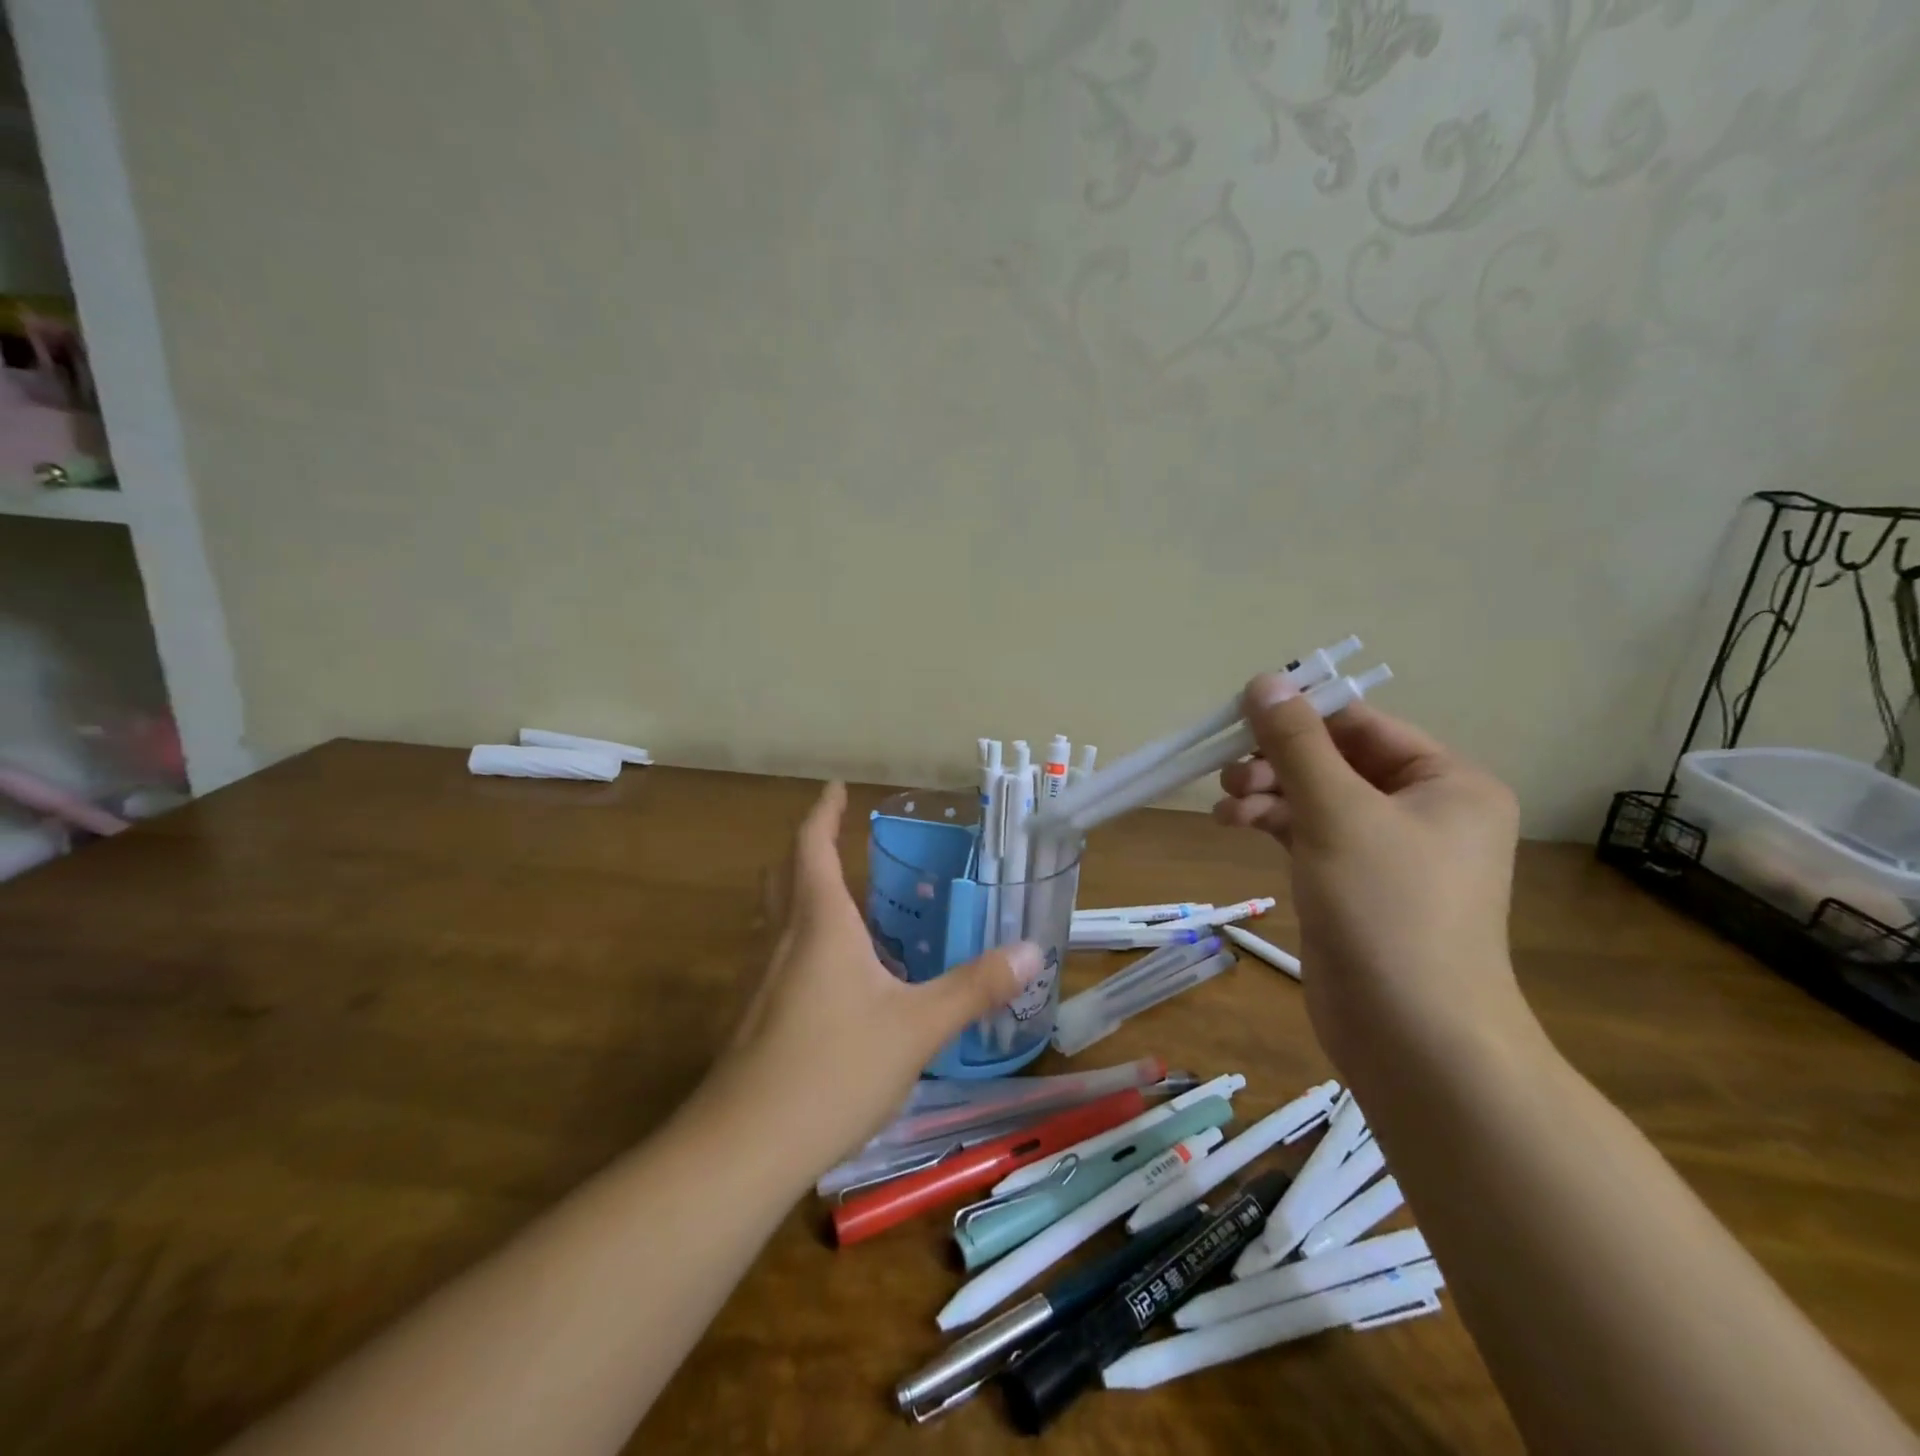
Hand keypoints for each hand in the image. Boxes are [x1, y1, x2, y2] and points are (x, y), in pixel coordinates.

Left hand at [704, 782, 1042, 1176]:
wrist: (744, 1146)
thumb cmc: (835, 1068)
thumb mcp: (918, 1027)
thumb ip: (975, 986)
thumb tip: (1031, 950)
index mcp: (819, 923)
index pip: (813, 846)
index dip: (824, 813)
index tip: (835, 788)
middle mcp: (780, 939)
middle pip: (783, 874)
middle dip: (806, 849)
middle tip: (836, 841)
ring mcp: (755, 979)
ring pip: (772, 916)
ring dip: (796, 894)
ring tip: (837, 903)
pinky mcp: (747, 1017)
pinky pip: (770, 956)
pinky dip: (794, 941)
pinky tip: (823, 978)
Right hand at [1212, 675, 1526, 1072]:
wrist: (1412, 1035)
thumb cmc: (1387, 909)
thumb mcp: (1336, 813)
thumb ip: (1296, 743)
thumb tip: (1264, 680)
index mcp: (1447, 781)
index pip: (1361, 725)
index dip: (1299, 715)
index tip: (1238, 717)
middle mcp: (1424, 808)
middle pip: (1335, 760)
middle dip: (1277, 762)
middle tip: (1229, 773)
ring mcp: (1388, 849)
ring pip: (1316, 796)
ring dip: (1268, 793)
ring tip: (1227, 806)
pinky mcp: (1354, 883)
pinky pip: (1309, 832)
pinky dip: (1272, 823)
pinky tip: (1233, 824)